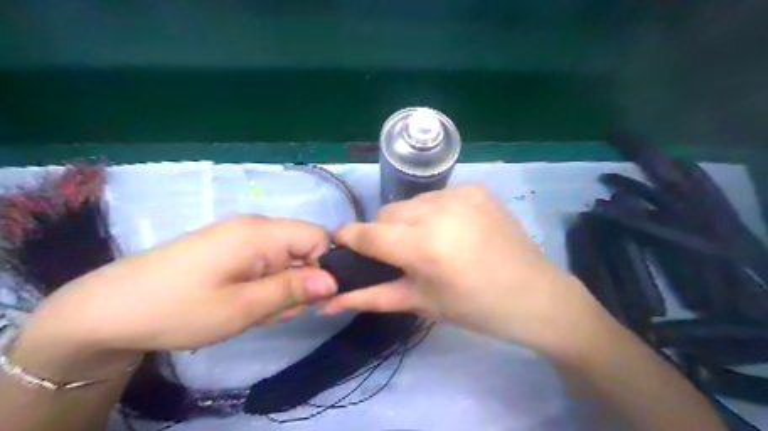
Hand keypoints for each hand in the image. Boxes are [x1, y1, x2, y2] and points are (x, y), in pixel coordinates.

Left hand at [14, 219, 337, 376]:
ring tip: (250, 311)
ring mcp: (240, 237)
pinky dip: (261, 286)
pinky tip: (240, 305)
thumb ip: (293, 290)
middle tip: (270, 311)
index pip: (319, 236)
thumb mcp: (243, 307)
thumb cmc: (178, 308)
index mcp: (262, 233)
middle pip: (303, 250)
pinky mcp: (229, 249)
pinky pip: (263, 264)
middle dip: (297, 283)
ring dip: (278, 289)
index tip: (306, 297)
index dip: (322, 266)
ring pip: (285, 261)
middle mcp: (255, 227)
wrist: (108, 309)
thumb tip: (334, 281)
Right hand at [323, 186, 599, 346]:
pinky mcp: (476, 188)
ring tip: (427, 243)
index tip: (337, 242)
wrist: (536, 294)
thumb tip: (329, 302)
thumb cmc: (476, 309)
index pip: (369, 233)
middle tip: (398, 256)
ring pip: (410, 203)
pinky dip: (432, 213)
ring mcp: (461, 193)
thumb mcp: (421, 303)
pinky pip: (436, 197)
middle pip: (387, 213)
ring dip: (407, 221)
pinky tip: (450, 231)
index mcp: (426, 245)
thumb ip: (372, 297)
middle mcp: (440, 210)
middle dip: (383, 233)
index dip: (347, 236)